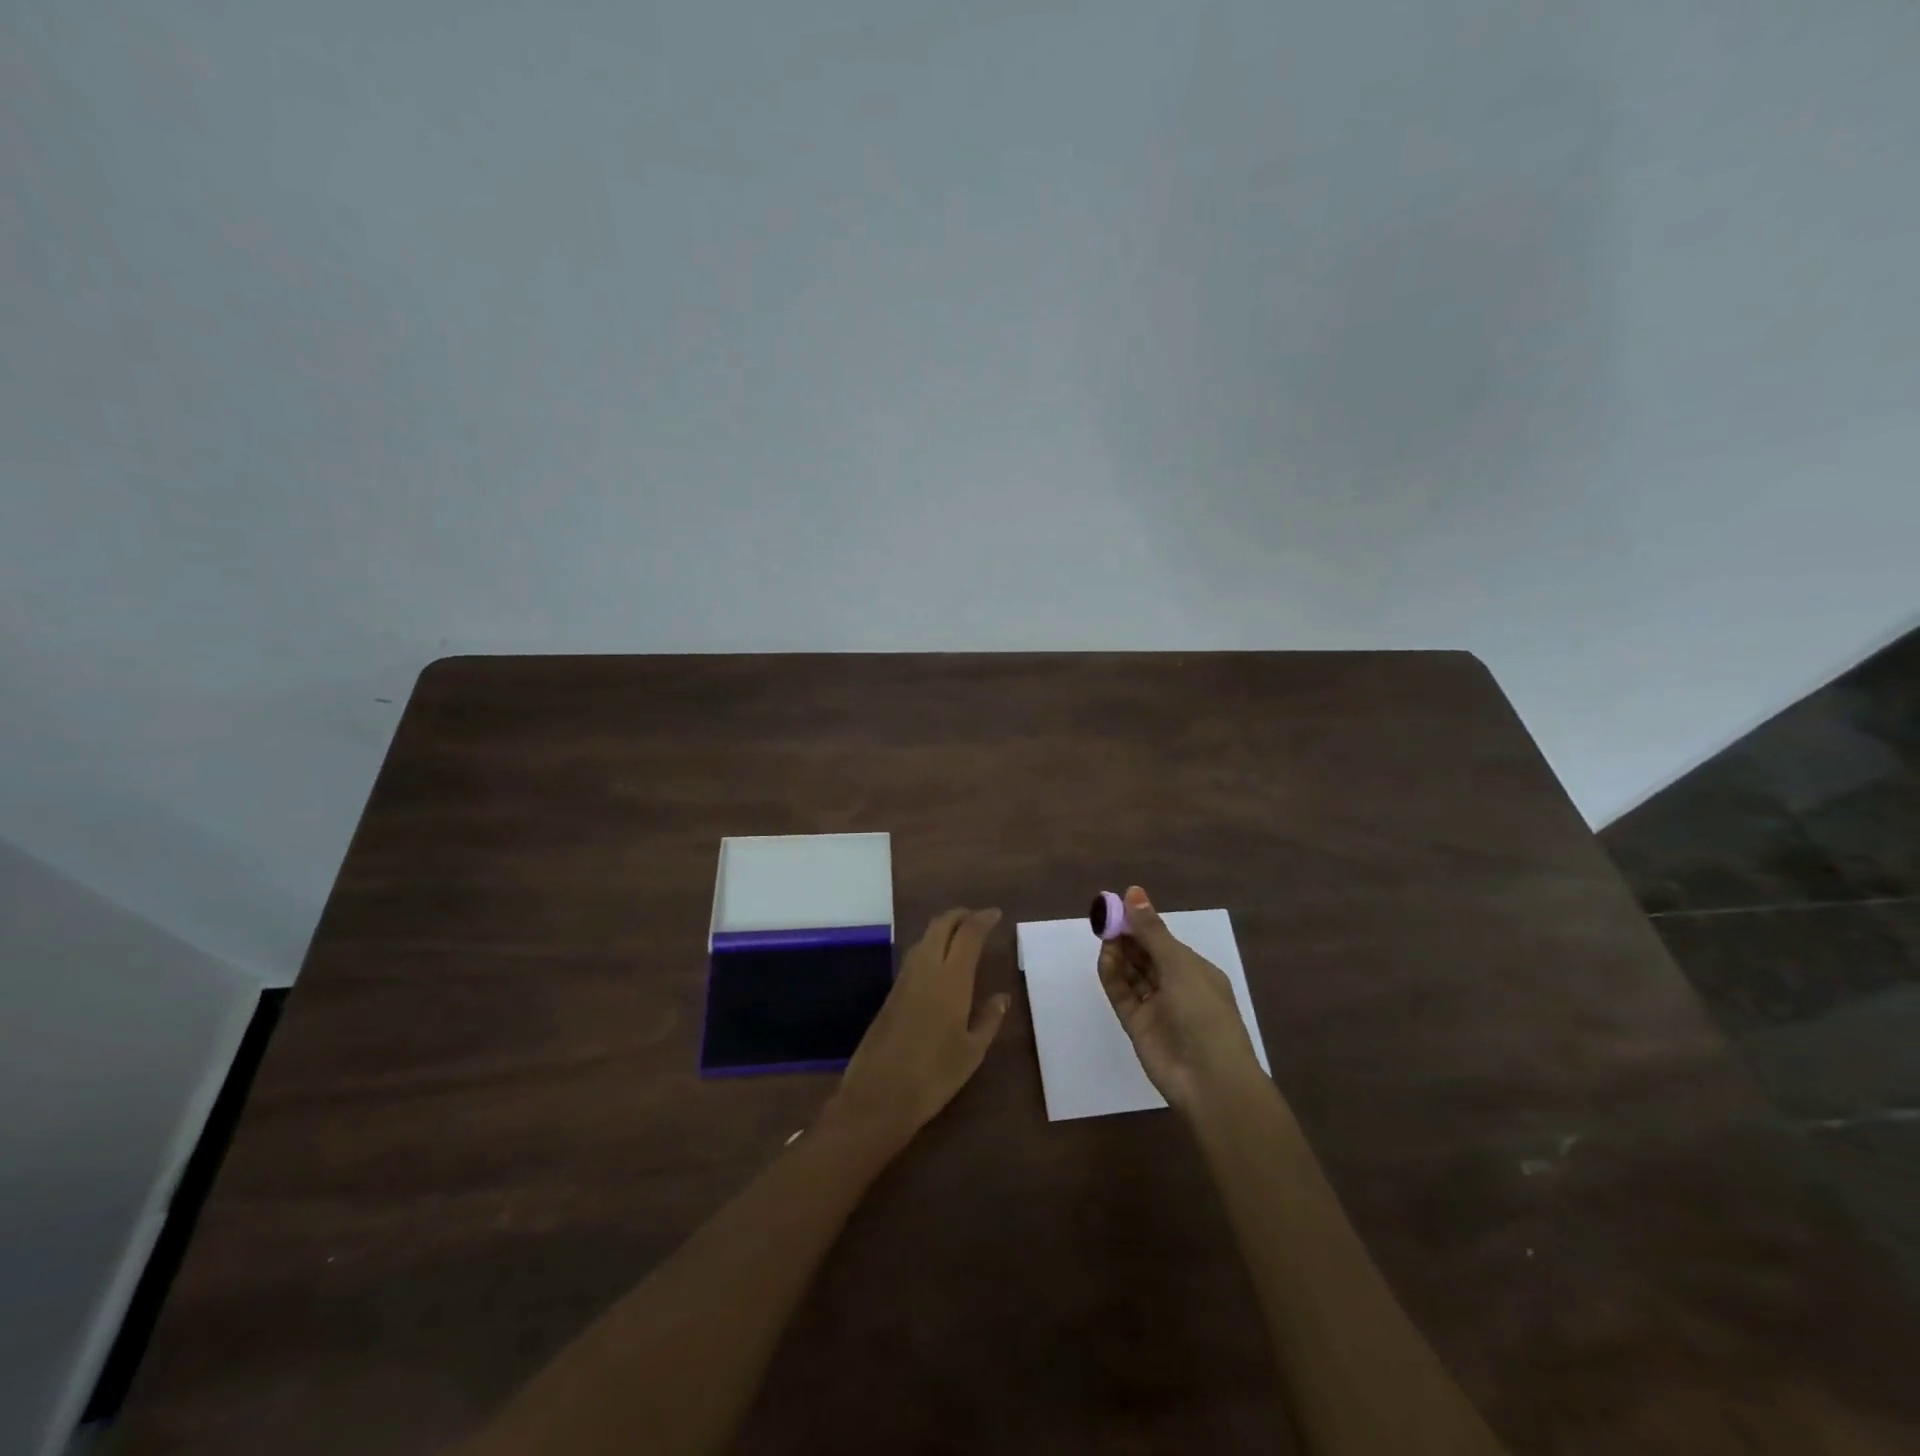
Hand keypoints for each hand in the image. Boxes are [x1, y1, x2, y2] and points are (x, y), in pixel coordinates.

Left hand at [822, 908, 1010, 1149]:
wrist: (879, 1094)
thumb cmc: (934, 1075)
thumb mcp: (972, 1051)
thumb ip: (989, 1019)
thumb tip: (1002, 997)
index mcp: (951, 978)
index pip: (968, 934)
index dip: (982, 919)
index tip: (995, 914)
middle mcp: (926, 969)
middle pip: (941, 925)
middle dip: (960, 915)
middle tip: (977, 918)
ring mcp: (904, 979)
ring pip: (924, 938)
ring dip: (943, 928)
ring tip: (961, 936)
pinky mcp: (891, 993)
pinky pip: (914, 955)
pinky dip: (930, 946)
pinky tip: (939, 962)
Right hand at [1098, 886, 1264, 1112]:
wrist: (1209, 1081)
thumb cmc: (1205, 1014)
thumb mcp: (1180, 966)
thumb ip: (1152, 931)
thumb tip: (1133, 891)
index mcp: (1195, 970)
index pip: (1163, 940)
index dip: (1142, 922)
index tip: (1118, 904)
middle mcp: (1175, 986)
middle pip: (1144, 954)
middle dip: (1126, 935)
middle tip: (1104, 916)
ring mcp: (1155, 1006)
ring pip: (1131, 972)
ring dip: (1118, 952)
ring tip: (1104, 934)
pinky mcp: (1137, 1024)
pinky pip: (1121, 993)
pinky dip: (1111, 975)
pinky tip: (1105, 957)